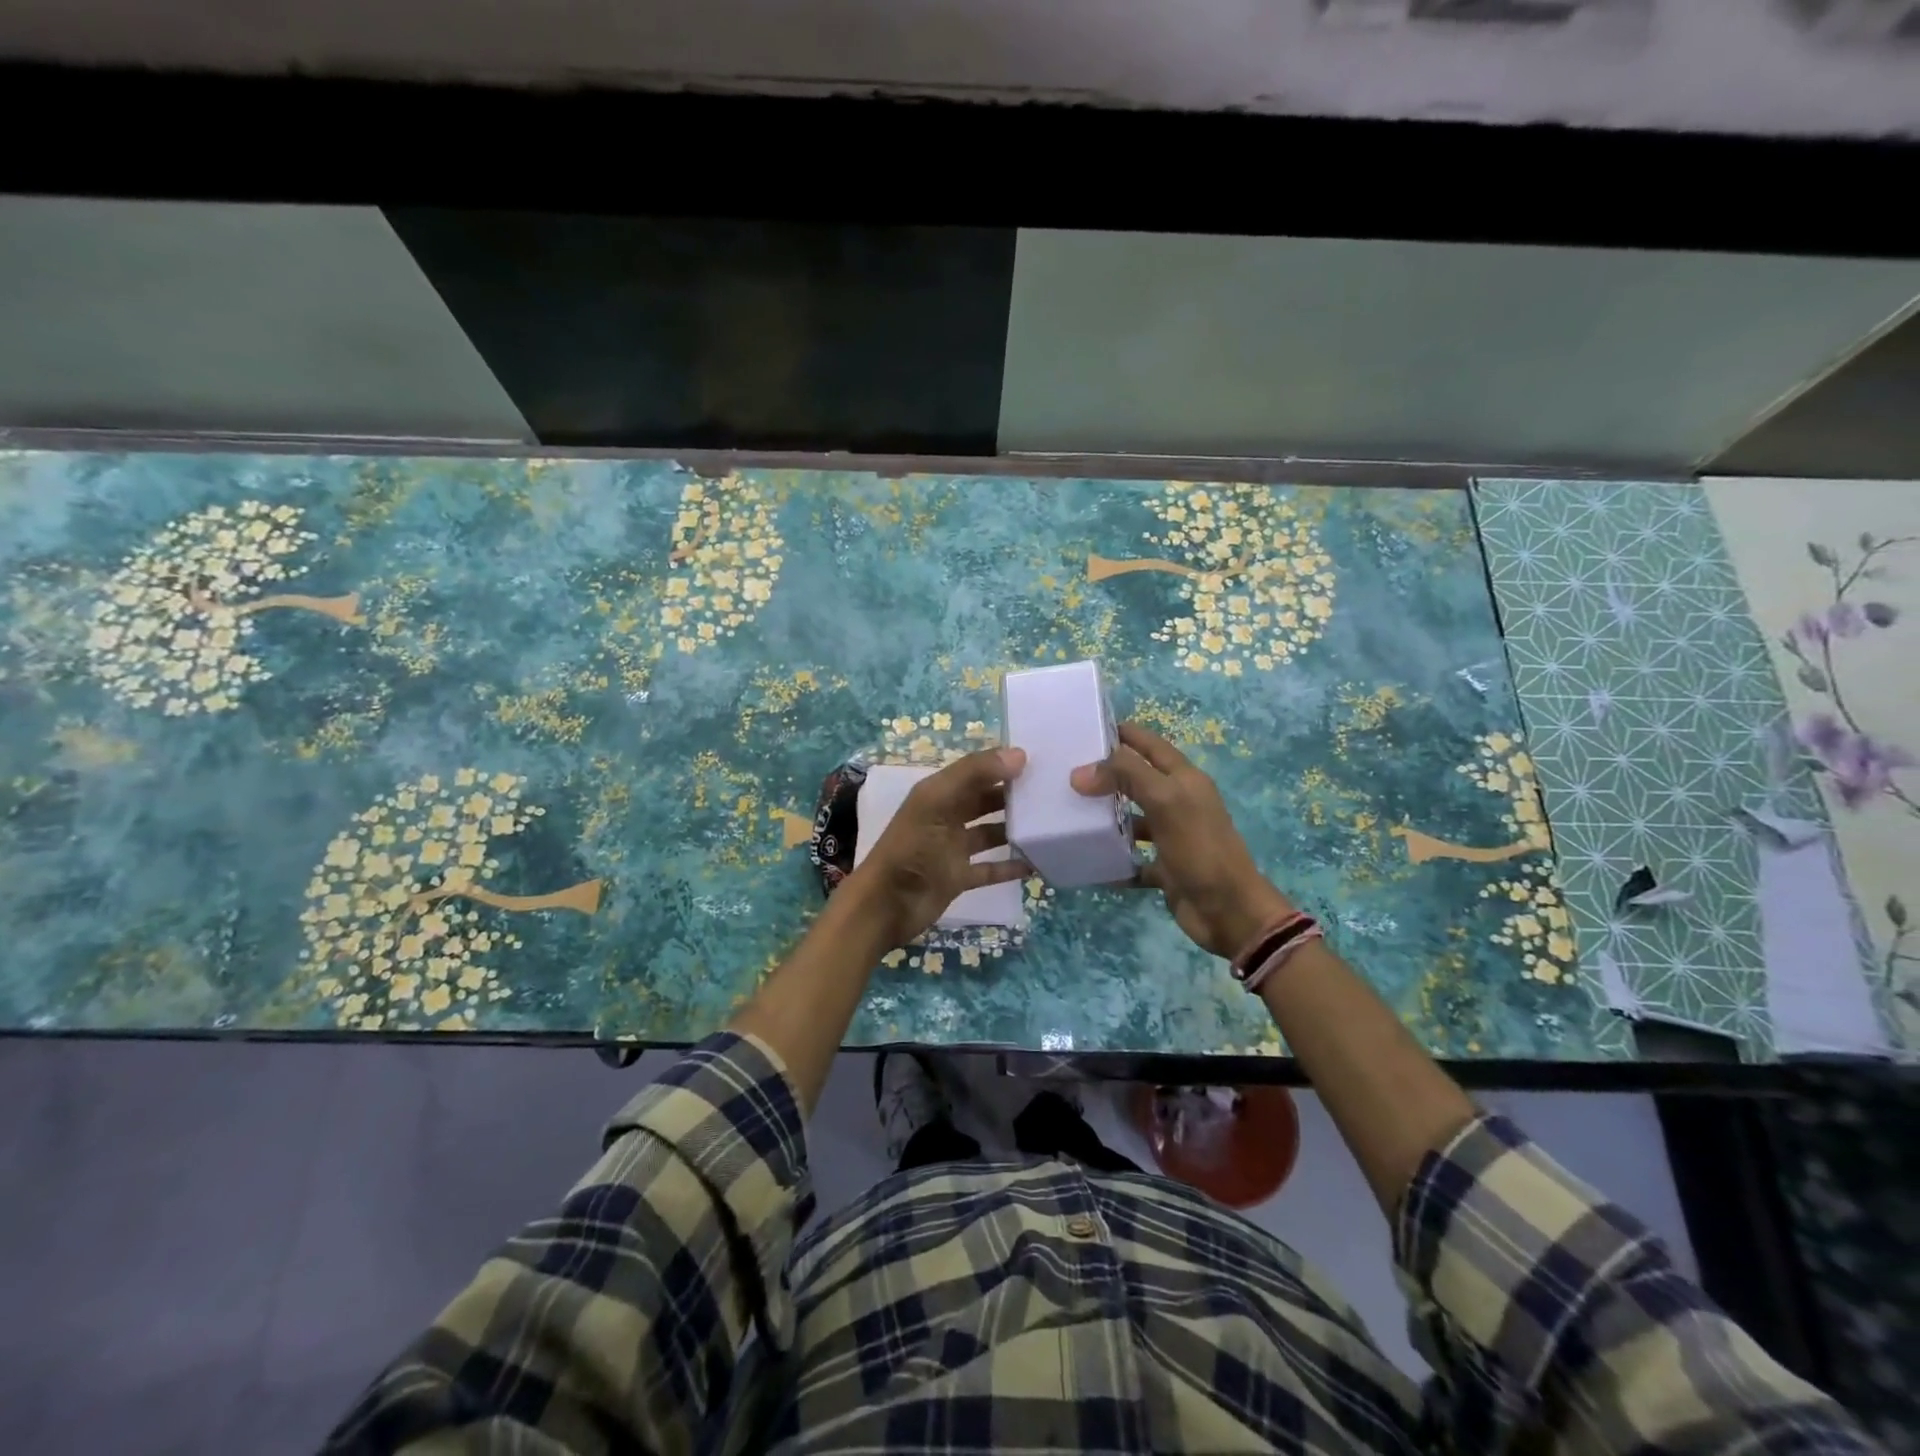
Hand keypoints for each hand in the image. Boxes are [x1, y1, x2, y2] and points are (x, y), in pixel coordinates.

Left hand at [846, 748, 1032, 949]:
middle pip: (984, 801)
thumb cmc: (911, 848)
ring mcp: (953, 849)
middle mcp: (946, 817)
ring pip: (990, 833)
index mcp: (937, 793)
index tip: (1040, 761)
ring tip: (1049, 824)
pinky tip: (1036, 862)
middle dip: (1012, 795)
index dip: (1002, 764)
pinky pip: (991, 868)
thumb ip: (974, 774)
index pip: (975, 771)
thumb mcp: (938, 802)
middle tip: (1051, 791)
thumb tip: (1019, 754)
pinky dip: (1010, 866)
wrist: (887, 905)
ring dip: (1014, 829)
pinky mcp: (959, 878)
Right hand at [1071, 723, 1292, 960]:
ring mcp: (1172, 837)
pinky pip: (1133, 858)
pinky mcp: (1165, 868)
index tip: (1084, 729)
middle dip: (1106, 775)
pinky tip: (1088, 858)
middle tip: (1064, 772)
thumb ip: (1126, 776)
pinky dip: (1113, 859)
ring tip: (1068, 813)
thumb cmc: (1200, 849)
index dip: (1123, 733)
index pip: (1150, 745)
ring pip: (1132, 818)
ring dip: (1106, 816)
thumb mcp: (1165, 801)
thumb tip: (1081, 772)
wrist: (1230, 912)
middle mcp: (1179, 803)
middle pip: (1138, 780)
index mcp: (1185, 780)